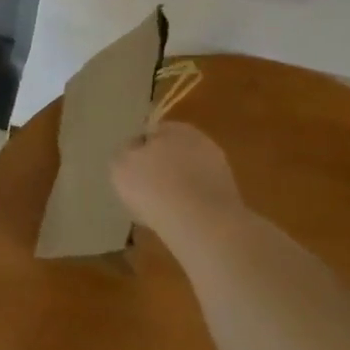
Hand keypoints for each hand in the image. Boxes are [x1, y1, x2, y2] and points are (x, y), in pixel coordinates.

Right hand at [110, 122, 245, 234]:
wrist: (199, 221)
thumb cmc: (153, 186)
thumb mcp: (120, 165)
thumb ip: (124, 153)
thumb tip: (132, 151)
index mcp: (174, 128)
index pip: (152, 132)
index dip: (138, 151)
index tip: (130, 171)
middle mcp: (201, 141)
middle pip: (173, 153)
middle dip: (160, 167)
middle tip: (143, 189)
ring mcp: (219, 168)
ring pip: (188, 175)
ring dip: (177, 187)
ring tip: (159, 208)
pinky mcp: (229, 195)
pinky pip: (200, 196)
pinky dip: (190, 205)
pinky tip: (178, 219)